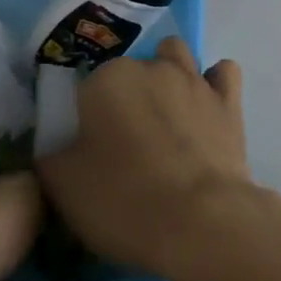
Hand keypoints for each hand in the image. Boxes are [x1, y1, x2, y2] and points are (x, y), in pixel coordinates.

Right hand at [37, 38, 248, 280]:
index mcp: (107, 79)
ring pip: (176, 57)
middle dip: (128, 96)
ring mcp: (194, 79)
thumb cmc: (124, 201)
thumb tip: (54, 146)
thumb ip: (51, 156)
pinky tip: (205, 107)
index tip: (89, 147)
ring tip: (164, 116)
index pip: (87, 86)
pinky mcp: (229, 100)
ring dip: (168, 75)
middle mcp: (151, 66)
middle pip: (132, 70)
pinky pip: (222, 73)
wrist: (201, 222)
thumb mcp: (63, 187)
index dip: (86, 116)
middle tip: (125, 142)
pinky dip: (213, 84)